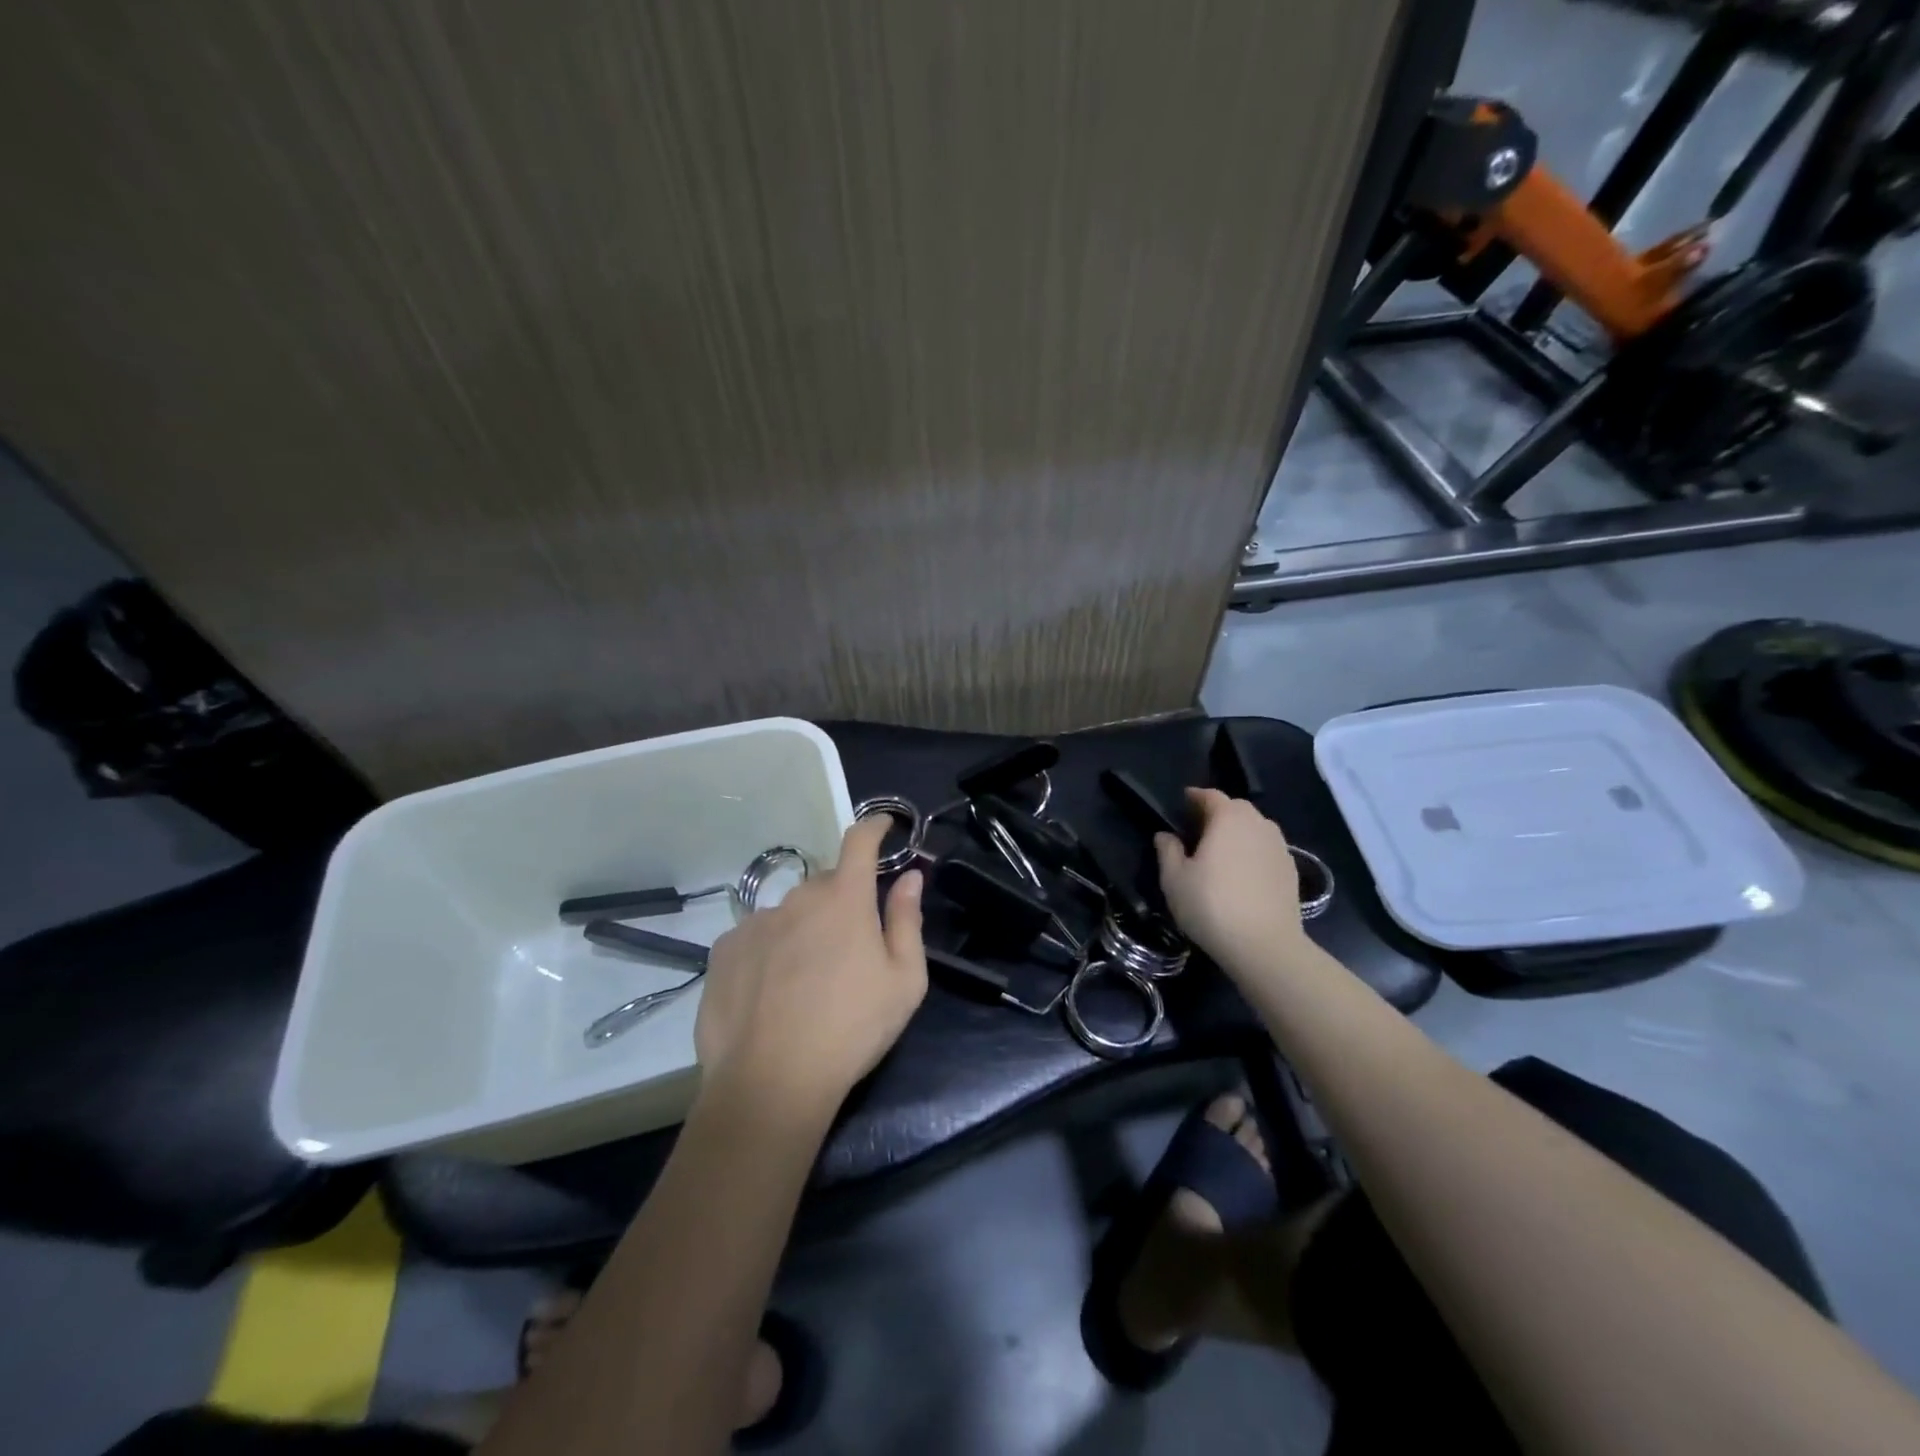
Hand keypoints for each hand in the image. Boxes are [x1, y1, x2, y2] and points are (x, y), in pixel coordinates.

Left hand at [694, 816, 927, 1118]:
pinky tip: (770, 992)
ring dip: (803, 929)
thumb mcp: (904, 981)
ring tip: (806, 980)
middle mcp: (798, 898)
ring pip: (789, 913)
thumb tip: (911, 877)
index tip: (884, 825)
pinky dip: (769, 951)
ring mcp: (756, 922)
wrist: (770, 1082)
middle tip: (849, 946)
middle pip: (825, 884)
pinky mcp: (724, 950)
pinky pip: (755, 937)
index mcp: (845, 899)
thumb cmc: (852, 1029)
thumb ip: (908, 920)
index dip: (874, 827)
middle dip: (841, 901)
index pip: (860, 842)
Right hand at [1154, 788, 1310, 979]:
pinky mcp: (1291, 870)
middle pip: (1235, 808)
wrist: (1265, 946)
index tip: (1181, 804)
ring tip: (1220, 852)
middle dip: (1216, 813)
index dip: (1194, 797)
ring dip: (1237, 832)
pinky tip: (1241, 874)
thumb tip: (1165, 835)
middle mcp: (1258, 823)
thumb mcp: (1174, 879)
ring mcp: (1279, 846)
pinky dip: (1252, 852)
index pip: (1210, 795)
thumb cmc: (1211, 905)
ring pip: (1254, 828)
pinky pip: (1266, 849)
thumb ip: (1168, 851)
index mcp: (1228, 818)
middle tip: (1197, 830)